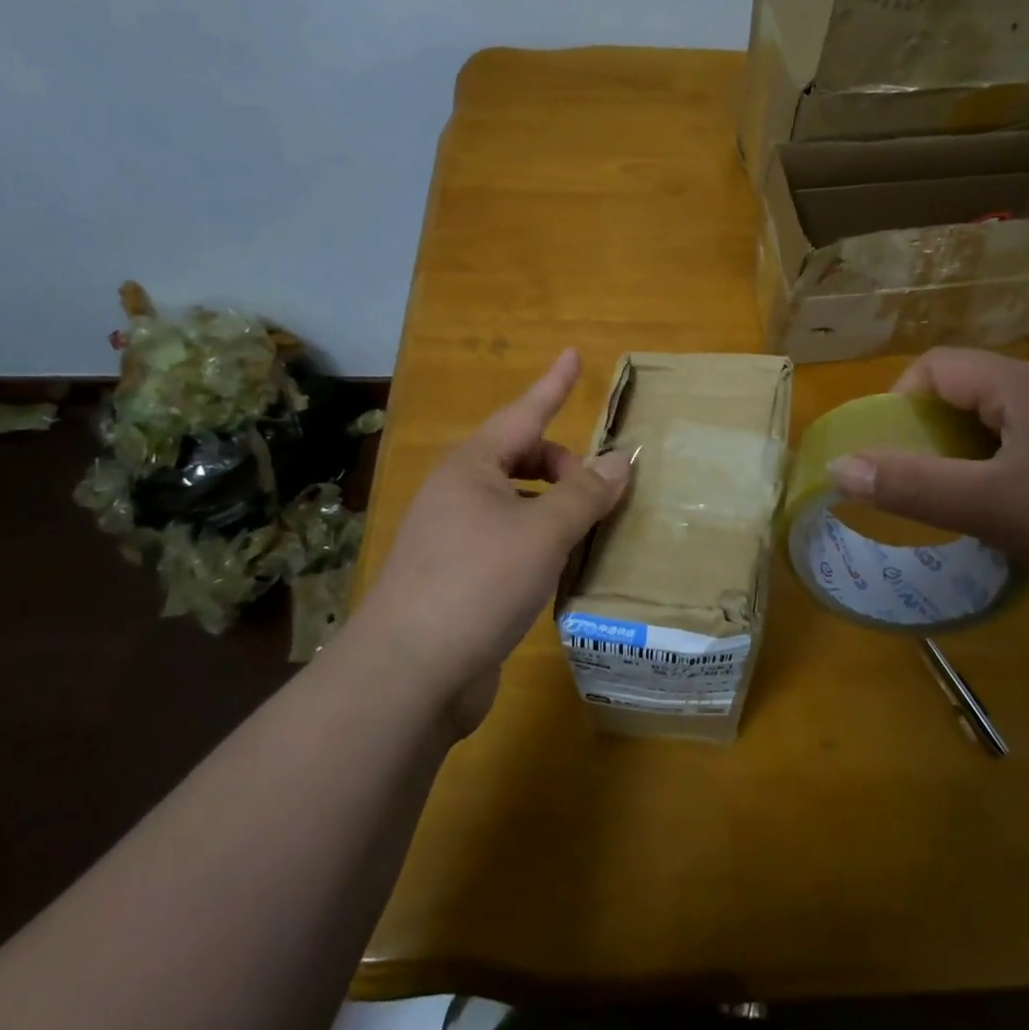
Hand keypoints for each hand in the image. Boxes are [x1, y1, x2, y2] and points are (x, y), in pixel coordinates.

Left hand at [348, 349, 631, 733]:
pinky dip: (541, 544)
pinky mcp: (458, 579)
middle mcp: (459, 494)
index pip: (524, 412)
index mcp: (472, 468)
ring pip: (518, 504)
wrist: (408, 675)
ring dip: (555, 508)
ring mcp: (454, 538)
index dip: (554, 384)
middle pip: (522, 459)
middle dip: (563, 466)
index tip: (575, 354)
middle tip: (600, 492)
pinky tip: (563, 570)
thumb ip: (585, 493)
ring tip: (590, 530)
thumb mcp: (543, 532)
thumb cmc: (478, 582)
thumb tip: (620, 460)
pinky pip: (511, 542)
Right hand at [825, 347, 1028, 622]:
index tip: (895, 452)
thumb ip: (909, 486)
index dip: (902, 401)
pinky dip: (1005, 459)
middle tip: (925, 478)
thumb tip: (838, 467)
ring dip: (969, 446)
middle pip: (969, 386)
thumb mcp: (988, 507)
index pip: (937, 365)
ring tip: (965, 494)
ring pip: (1002, 414)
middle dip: (933, 427)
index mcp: (1023, 384)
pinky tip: (1019, 504)